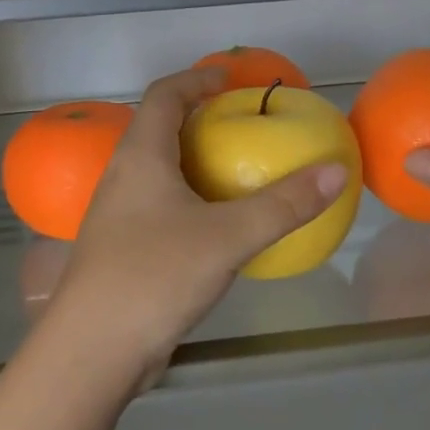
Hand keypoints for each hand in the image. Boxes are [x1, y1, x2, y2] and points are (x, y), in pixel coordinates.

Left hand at [38, 67, 347, 393]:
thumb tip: (336, 171)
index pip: (163, 95)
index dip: (195, 78)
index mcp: (140, 157)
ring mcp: (118, 215)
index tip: (229, 79)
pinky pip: (159, 205)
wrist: (93, 351)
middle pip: (157, 128)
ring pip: (157, 170)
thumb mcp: (228, 237)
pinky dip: (189, 198)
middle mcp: (122, 176)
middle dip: (198, 120)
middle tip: (241, 126)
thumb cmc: (155, 276)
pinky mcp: (121, 248)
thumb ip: (284, 204)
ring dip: (193, 162)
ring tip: (236, 171)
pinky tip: (217, 225)